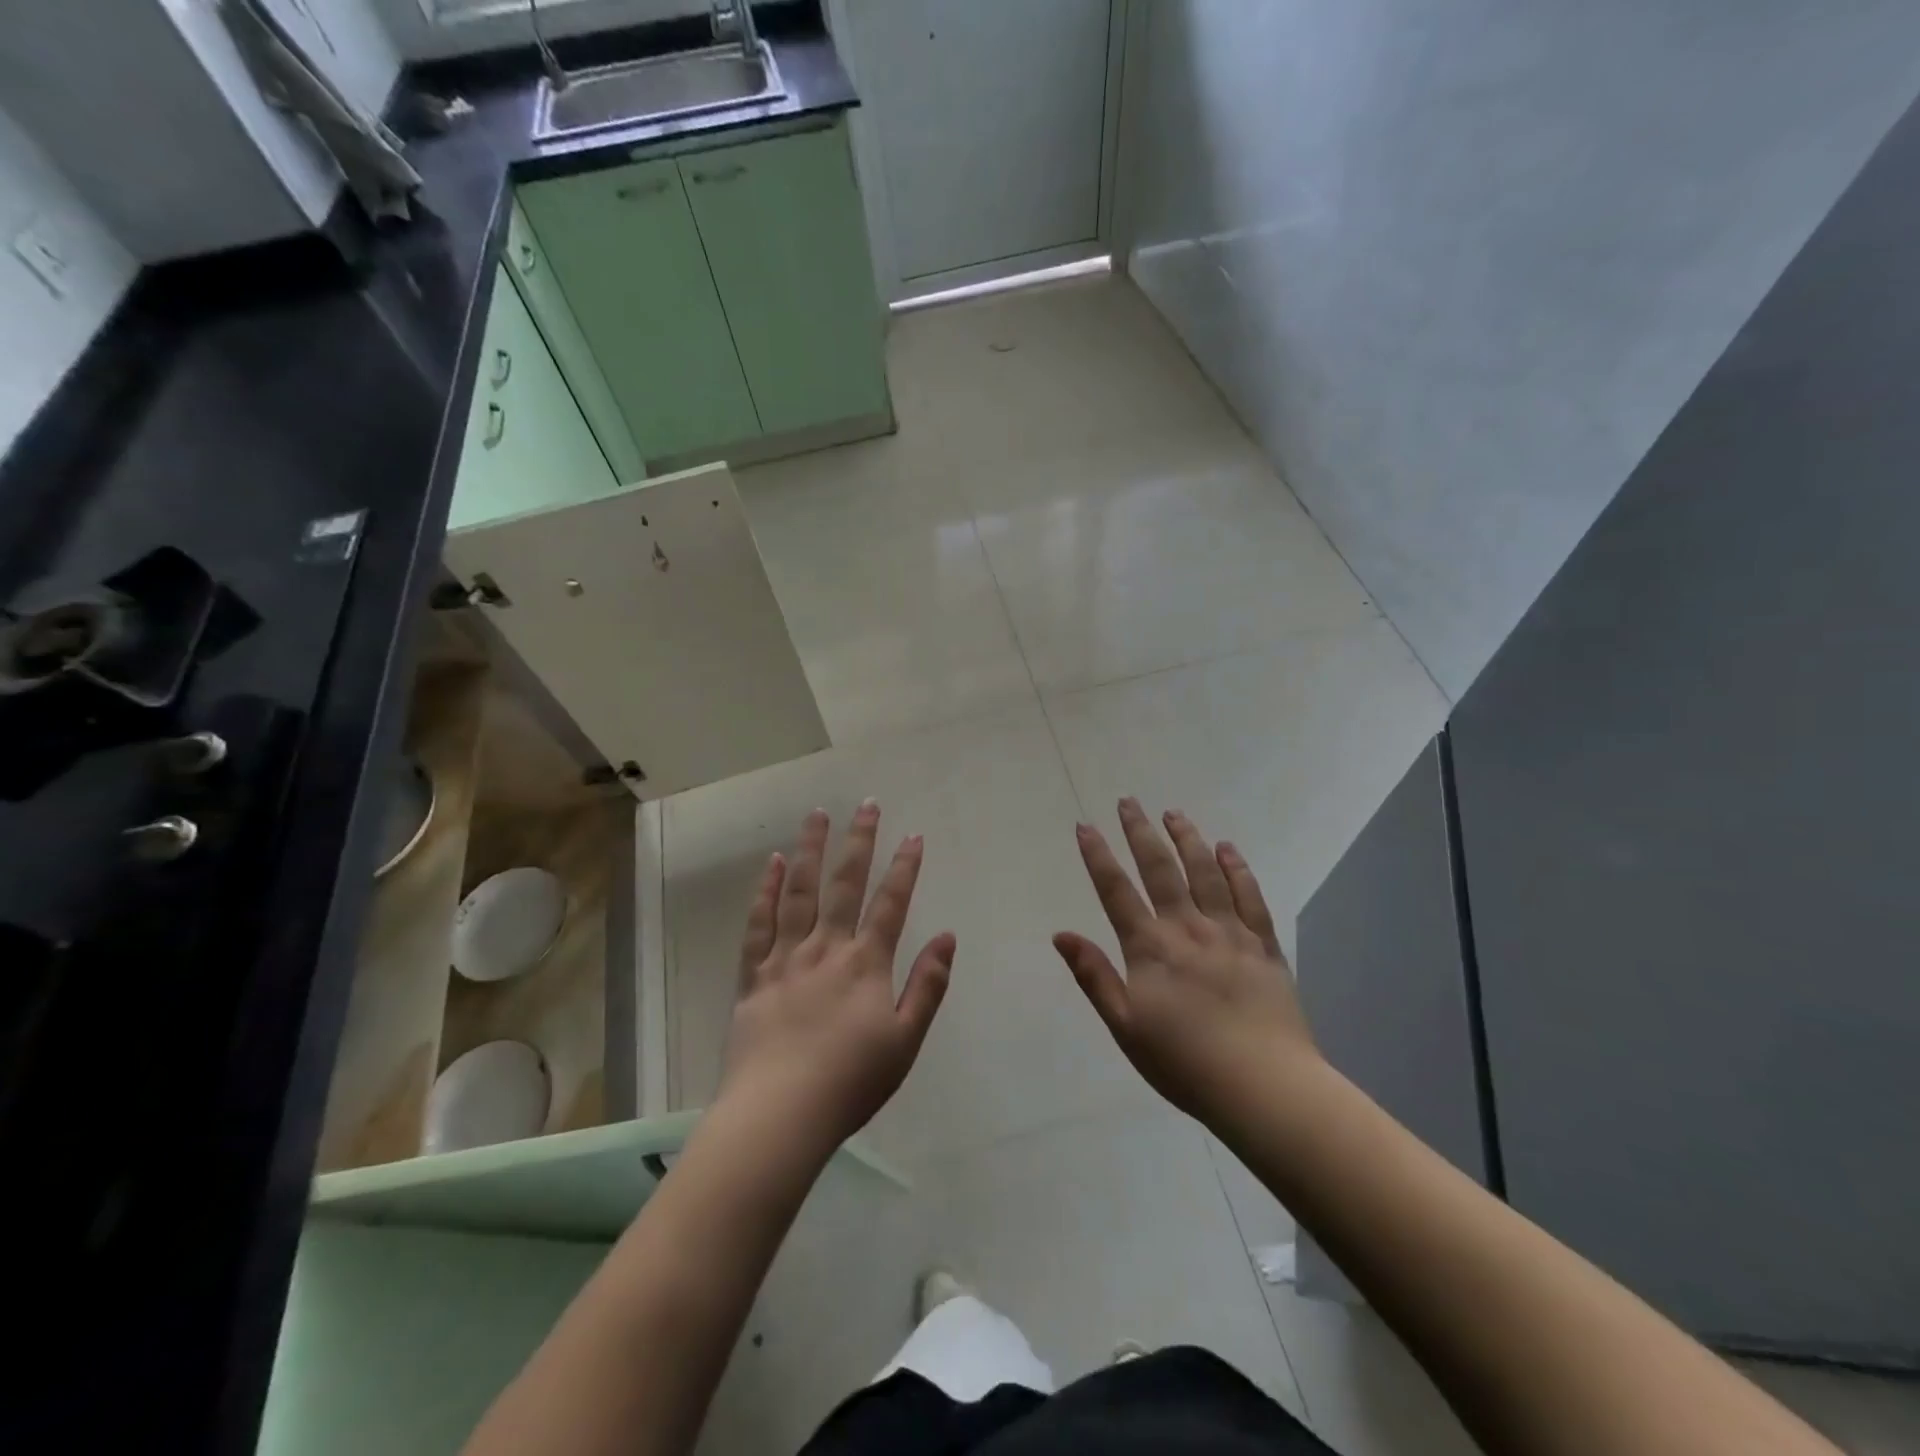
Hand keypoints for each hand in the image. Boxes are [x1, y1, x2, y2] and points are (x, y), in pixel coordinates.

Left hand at [720, 802, 955, 1157]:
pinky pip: (760, 924)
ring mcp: (786, 958)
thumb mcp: (906, 1040)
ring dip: (811, 849)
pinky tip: (775, 863)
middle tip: (866, 804)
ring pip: (800, 892)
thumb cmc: (851, 1082)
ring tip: (817, 814)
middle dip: (859, 842)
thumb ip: (928, 985)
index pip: (891, 903)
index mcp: (866, 964)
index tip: (914, 835)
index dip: (905, 867)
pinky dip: (767, 891)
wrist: (779, 1116)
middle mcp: (826, 949)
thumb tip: (948, 936)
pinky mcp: (754, 975)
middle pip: (845, 884)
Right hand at [1054, 799, 1318, 1126]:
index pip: (1116, 891)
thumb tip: (1061, 934)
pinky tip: (1227, 848)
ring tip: (1174, 813)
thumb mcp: (1125, 1026)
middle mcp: (1187, 928)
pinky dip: (1236, 868)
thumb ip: (1094, 976)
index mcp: (1150, 948)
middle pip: (1160, 869)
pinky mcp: (1262, 945)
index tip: (1085, 826)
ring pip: (1204, 872)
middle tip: (1129, 801)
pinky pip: (1249, 896)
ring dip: (1186, 839)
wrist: (1263, 1086)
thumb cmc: (1184, 1062)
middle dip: (1141, 832)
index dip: (1098, 856)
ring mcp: (1229, 932)